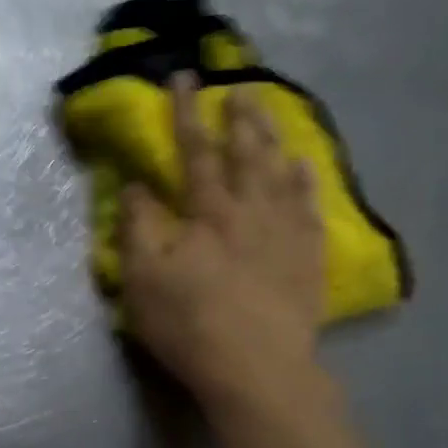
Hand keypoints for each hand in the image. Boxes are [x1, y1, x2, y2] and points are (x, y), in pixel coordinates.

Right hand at [119, 73, 328, 420]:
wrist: (257, 369)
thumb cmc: (190, 324)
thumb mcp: (142, 279)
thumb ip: (137, 228)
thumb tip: (136, 186)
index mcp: (208, 212)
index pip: (195, 151)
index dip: (187, 113)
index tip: (184, 78)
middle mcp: (252, 210)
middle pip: (247, 152)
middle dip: (240, 116)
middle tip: (240, 86)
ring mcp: (286, 232)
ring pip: (281, 172)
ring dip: (273, 138)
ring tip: (270, 113)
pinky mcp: (309, 258)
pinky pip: (310, 207)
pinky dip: (306, 182)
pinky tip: (305, 166)